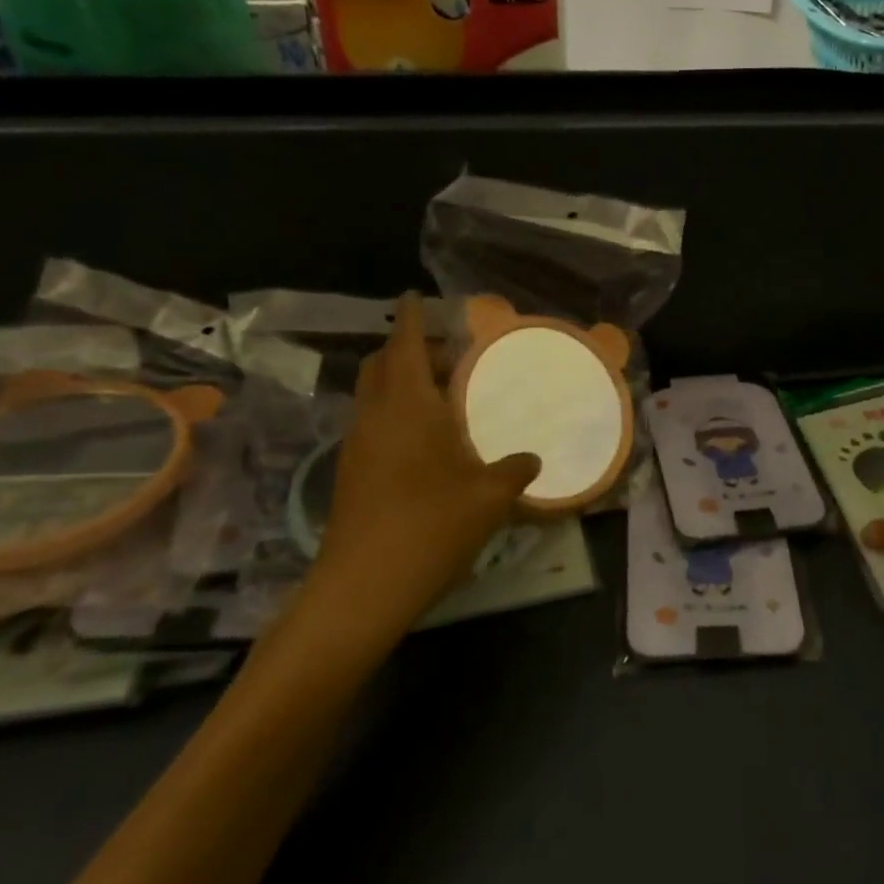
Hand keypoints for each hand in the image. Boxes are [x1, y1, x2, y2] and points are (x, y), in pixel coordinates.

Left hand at [302, 294, 539, 644]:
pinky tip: (428, 440)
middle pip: (380, 364)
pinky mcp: (350, 473)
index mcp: (408, 407)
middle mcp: (375, 416)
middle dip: (407, 349)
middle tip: (448, 357)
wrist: (362, 588)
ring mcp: (357, 445)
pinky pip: (373, 422)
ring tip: (444, 397)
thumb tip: (533, 459)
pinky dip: (396, 413)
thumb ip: (515, 470)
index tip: (415, 295)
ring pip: (373, 394)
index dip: (411, 317)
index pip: (403, 345)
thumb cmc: (430, 527)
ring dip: (401, 383)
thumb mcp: (489, 497)